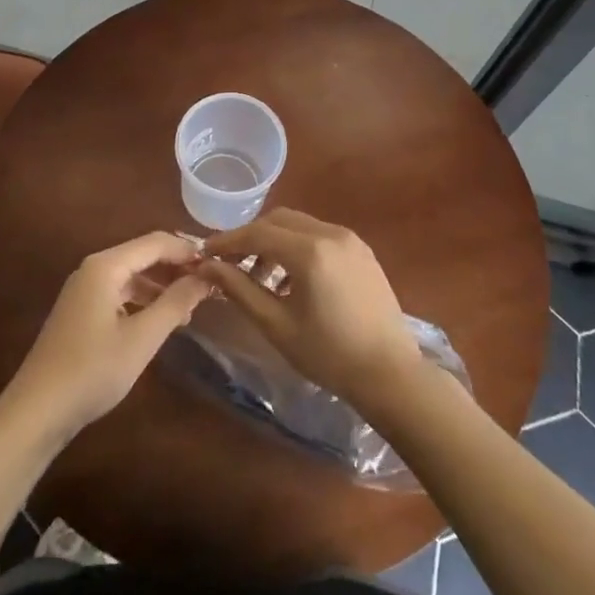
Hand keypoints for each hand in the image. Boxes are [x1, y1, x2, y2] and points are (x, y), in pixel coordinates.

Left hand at [2, 232, 212, 445]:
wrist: (36, 412)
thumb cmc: (92, 370)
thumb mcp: (142, 338)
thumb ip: (175, 303)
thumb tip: (205, 278)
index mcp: (106, 266)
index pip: (156, 242)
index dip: (188, 250)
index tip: (217, 266)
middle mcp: (93, 269)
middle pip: (144, 255)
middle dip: (176, 267)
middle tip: (209, 286)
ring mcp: (84, 290)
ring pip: (133, 275)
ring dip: (162, 285)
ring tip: (191, 306)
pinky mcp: (81, 311)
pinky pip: (120, 292)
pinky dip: (144, 299)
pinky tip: (161, 320)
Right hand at [201, 208, 423, 411]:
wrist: (390, 373)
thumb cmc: (328, 354)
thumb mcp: (276, 325)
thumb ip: (240, 289)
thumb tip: (207, 267)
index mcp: (309, 251)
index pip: (257, 233)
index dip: (228, 242)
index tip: (205, 254)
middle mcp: (330, 233)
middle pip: (278, 220)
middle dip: (250, 238)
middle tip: (230, 264)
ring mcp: (350, 239)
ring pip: (299, 225)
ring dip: (274, 242)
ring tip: (260, 278)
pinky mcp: (361, 250)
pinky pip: (320, 235)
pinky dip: (298, 247)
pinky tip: (291, 279)